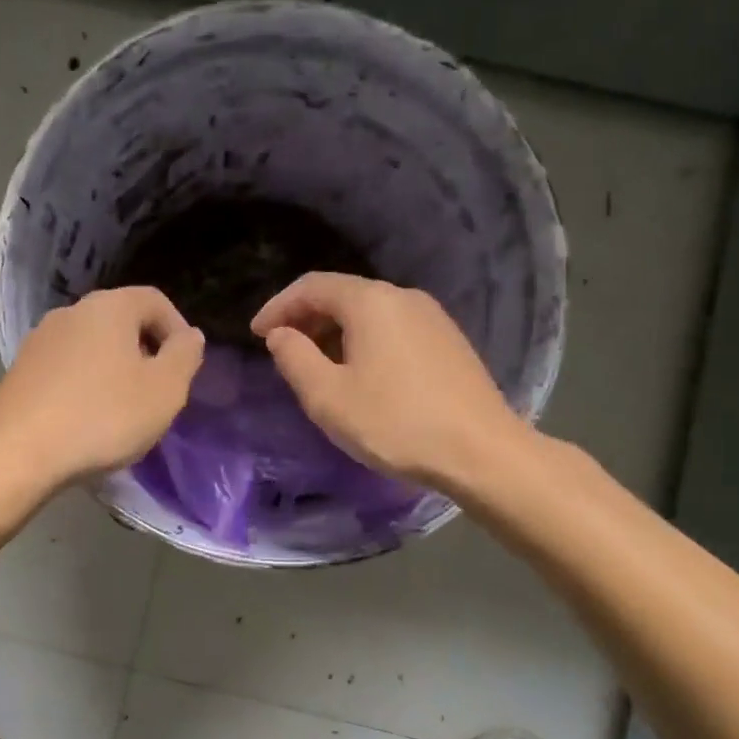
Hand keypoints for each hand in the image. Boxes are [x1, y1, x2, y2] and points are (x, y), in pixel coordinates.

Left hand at [0, 286, 204, 490]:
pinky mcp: (19, 372)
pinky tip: (87, 421)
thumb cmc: (103, 416)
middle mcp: (71, 313)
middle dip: (145, 352)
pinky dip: (85, 386)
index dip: (177, 330)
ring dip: (114, 371)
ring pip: (92, 347)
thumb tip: (190, 336)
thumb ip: (185, 357)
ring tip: (123, 411)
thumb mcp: (164, 390)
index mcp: (109, 307)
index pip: (155, 300)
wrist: (17, 453)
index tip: (185, 368)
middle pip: (121, 321)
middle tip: (157, 392)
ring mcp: (39, 341)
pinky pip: (66, 369)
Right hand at [251, 273, 527, 490]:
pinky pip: (393, 329)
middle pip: (343, 295)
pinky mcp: (448, 341)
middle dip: (306, 318)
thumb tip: (281, 334)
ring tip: (317, 366)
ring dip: (335, 332)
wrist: (481, 452)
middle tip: (283, 350)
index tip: (256, 334)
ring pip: (370, 313)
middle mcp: (403, 297)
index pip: (312, 286)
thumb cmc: (395, 423)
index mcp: (370, 302)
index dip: (278, 306)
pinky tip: (361, 373)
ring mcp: (432, 317)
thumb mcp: (328, 397)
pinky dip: (365, 341)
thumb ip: (295, 359)